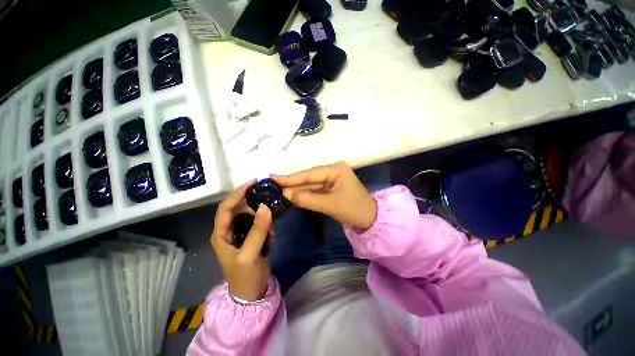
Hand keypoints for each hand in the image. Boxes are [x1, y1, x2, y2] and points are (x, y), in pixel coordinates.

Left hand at [211, 181, 272, 300]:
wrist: (252, 292)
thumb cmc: (245, 276)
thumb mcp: (250, 254)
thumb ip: (258, 230)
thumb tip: (265, 206)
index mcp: (221, 234)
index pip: (226, 207)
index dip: (237, 193)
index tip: (253, 182)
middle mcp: (229, 231)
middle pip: (241, 209)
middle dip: (256, 207)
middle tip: (270, 207)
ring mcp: (241, 234)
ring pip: (253, 216)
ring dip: (264, 219)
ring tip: (272, 230)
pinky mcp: (252, 237)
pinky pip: (260, 224)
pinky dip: (268, 226)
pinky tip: (273, 236)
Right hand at [274, 162, 376, 229]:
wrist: (370, 220)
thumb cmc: (353, 210)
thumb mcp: (329, 204)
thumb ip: (306, 198)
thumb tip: (285, 194)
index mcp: (335, 169)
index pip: (309, 174)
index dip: (290, 178)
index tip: (272, 177)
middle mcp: (332, 171)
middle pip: (308, 178)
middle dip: (291, 183)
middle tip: (271, 184)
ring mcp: (331, 179)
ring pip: (310, 184)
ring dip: (296, 189)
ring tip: (277, 190)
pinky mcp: (330, 188)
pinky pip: (314, 190)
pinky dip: (304, 194)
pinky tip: (291, 195)